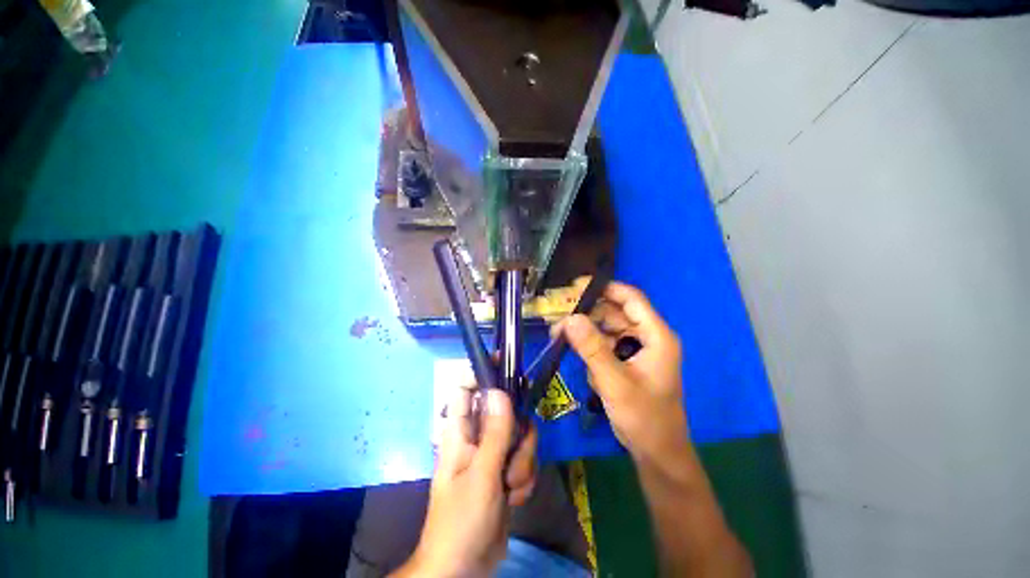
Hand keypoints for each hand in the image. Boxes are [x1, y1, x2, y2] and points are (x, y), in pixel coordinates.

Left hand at [394, 388, 536, 577]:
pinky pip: (525, 460)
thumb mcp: (482, 475)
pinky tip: (513, 500)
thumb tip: (498, 390)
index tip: (506, 366)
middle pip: (507, 412)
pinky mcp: (506, 471)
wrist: (465, 568)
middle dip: (518, 436)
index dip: (483, 374)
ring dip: (522, 464)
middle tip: (513, 458)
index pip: (467, 390)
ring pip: (521, 437)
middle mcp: (478, 437)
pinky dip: (524, 480)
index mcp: (461, 432)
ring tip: (509, 489)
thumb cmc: (461, 521)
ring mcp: (494, 454)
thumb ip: (494, 432)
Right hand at [559, 281, 688, 461]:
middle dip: (587, 315)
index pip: (631, 299)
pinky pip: (604, 345)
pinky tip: (586, 368)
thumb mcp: (615, 381)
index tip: (576, 286)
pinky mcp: (626, 361)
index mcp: (656, 335)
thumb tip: (569, 318)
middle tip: (559, 321)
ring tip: (561, 339)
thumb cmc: (644, 417)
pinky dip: (591, 350)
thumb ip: (592, 348)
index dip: (605, 288)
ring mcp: (636, 349)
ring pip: (606, 329)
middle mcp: (647, 337)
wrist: (656, 453)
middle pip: (614, 313)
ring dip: (585, 335)